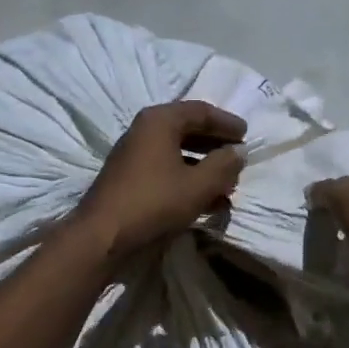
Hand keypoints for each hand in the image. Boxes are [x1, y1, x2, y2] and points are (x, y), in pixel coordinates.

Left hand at [74, 100, 247, 261]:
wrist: (102, 236)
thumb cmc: (154, 203)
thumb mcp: (198, 185)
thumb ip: (223, 166)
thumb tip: (238, 153)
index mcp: (159, 121)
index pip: (200, 111)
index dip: (226, 123)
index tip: (246, 135)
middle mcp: (143, 131)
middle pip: (187, 130)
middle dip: (215, 145)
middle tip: (238, 158)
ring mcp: (133, 156)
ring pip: (177, 153)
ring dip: (203, 167)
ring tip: (227, 185)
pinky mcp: (129, 179)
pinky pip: (165, 170)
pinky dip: (187, 180)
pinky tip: (205, 201)